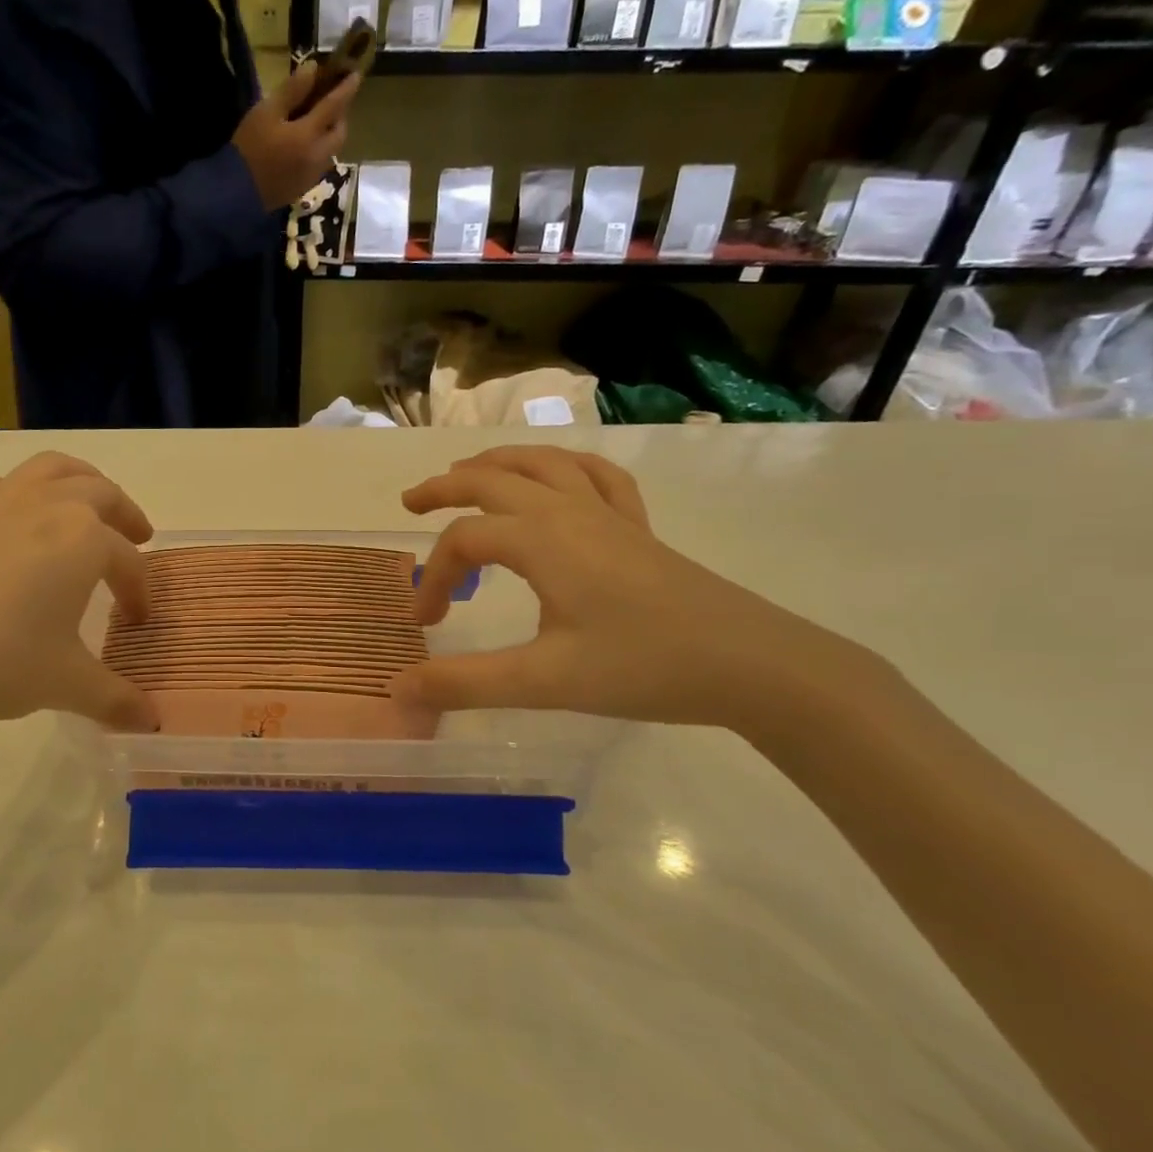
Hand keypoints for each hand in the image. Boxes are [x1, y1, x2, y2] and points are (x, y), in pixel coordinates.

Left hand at [0, 453, 157, 752]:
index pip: (128, 563)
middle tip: (138, 538)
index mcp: (84, 539)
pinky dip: (25, 494)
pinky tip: (14, 527)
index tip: (137, 620)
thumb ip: (115, 699)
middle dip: (126, 517)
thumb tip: (152, 722)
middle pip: (102, 495)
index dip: (140, 592)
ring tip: (87, 507)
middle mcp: (47, 504)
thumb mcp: (64, 684)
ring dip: (82, 484)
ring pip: (53, 470)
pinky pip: (3, 485)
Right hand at [233, 63, 360, 210]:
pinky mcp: (303, 189)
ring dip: (330, 135)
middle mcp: (317, 156)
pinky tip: (305, 148)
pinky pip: (320, 166)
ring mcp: (311, 175)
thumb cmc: (249, 148)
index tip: (356, 74)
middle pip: (340, 133)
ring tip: (316, 125)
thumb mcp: (266, 112)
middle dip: (340, 116)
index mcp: (309, 134)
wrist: (237, 194)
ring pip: (331, 151)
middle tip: (330, 103)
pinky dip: (319, 151)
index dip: (346, 88)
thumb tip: (313, 69)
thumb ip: (292, 91)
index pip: (335, 106)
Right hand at [395, 447, 865, 729]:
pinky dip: (566, 467)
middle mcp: (569, 512)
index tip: (426, 625)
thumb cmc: (644, 667)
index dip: (432, 577)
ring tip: (469, 472)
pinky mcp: (639, 529)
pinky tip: (560, 479)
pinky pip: (597, 477)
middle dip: (446, 487)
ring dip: (498, 463)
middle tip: (411, 502)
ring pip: (544, 463)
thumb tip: (399, 688)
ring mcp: (609, 515)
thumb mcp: (543, 682)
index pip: (463, 542)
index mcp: (541, 540)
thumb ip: (465, 682)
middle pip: (493, 480)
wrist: (753, 666)